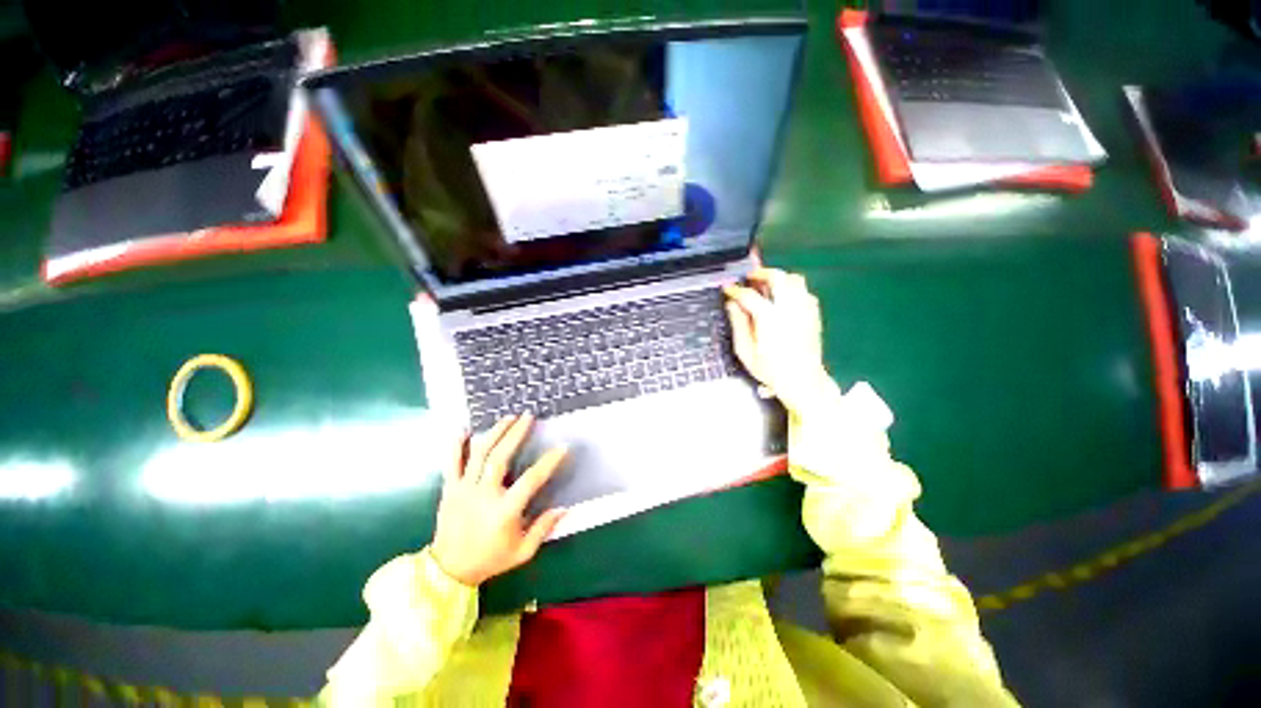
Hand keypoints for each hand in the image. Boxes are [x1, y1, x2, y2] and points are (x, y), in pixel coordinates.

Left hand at [430, 414, 567, 585]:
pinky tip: (463, 430)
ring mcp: (463, 490)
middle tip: (528, 416)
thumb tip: (564, 508)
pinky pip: (451, 463)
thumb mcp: (522, 552)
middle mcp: (483, 495)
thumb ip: (543, 528)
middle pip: (500, 457)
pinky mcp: (449, 490)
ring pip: (478, 454)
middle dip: (516, 434)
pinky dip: (456, 445)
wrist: (447, 571)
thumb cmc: (490, 559)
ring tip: (508, 417)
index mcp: (504, 511)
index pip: (531, 480)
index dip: (548, 462)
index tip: (562, 447)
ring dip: (495, 432)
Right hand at [724, 268, 830, 412]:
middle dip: (761, 273)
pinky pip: (805, 292)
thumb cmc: (770, 370)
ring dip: (780, 278)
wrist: (803, 381)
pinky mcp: (814, 314)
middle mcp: (789, 308)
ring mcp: (805, 310)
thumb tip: (732, 305)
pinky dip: (793, 289)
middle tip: (750, 278)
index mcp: (769, 318)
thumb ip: (738, 324)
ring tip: (768, 284)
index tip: (727, 288)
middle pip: (777, 277)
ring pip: (795, 279)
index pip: (749, 295)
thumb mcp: (745, 351)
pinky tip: (785, 298)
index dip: (735, 290)